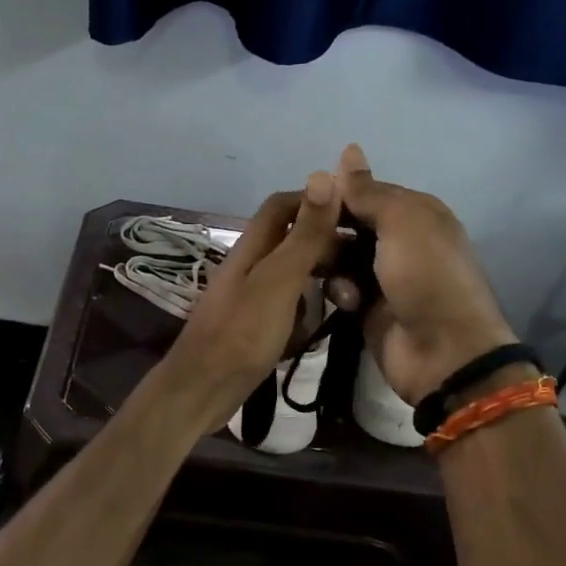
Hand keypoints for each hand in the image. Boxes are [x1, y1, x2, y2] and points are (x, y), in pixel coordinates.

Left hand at [158, 172, 343, 432]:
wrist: (202, 390)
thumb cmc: (242, 333)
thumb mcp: (279, 280)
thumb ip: (303, 235)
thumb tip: (324, 174)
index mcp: (252, 246)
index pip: (283, 205)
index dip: (317, 201)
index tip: (356, 214)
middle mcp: (250, 264)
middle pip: (291, 237)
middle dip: (326, 244)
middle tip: (363, 263)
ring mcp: (251, 295)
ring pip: (293, 272)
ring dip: (320, 278)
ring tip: (350, 294)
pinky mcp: (255, 324)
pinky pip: (289, 304)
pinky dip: (308, 308)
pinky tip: (325, 322)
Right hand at [329, 143, 517, 405]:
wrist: (443, 352)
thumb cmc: (426, 276)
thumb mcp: (402, 223)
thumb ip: (369, 191)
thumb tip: (348, 149)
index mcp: (416, 214)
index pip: (367, 192)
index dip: (338, 196)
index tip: (308, 201)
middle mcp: (401, 241)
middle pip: (350, 225)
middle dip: (329, 231)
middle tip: (308, 240)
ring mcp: (384, 277)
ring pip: (340, 257)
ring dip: (332, 263)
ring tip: (326, 273)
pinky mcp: (369, 308)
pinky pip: (342, 289)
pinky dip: (341, 292)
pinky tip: (346, 302)